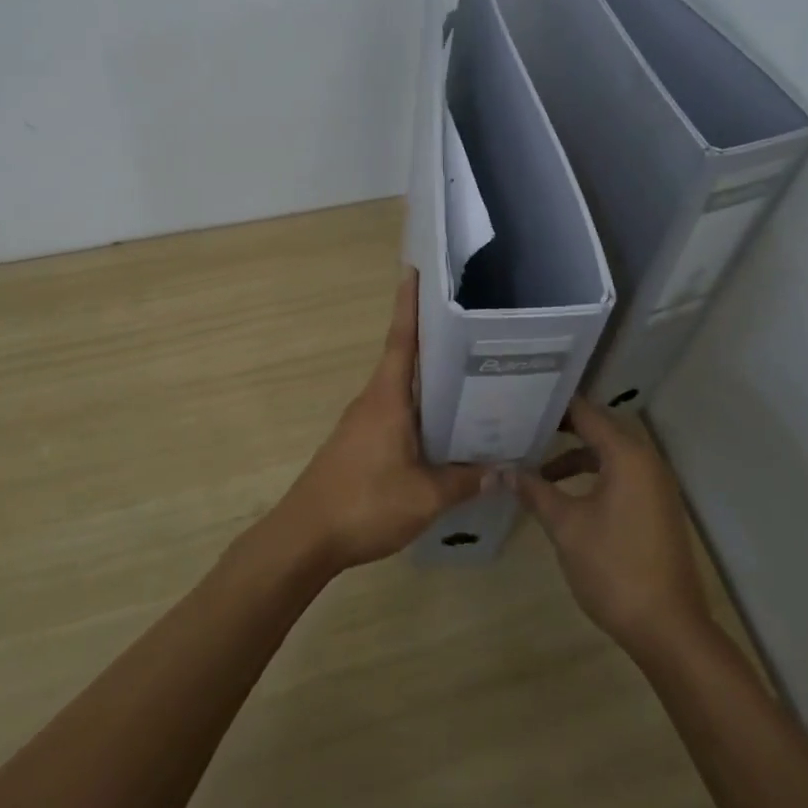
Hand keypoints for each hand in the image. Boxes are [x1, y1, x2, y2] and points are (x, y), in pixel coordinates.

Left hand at [265, 270, 487, 572]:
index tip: (416, 270)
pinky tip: (444, 426)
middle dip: (432, 337)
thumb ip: (465, 481)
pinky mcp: (360, 443)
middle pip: (405, 358)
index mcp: (387, 398)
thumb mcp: (425, 497)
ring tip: (469, 373)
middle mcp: (373, 400)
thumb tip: (503, 470)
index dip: (409, 304)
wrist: (304, 537)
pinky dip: (420, 409)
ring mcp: (363, 422)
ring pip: (402, 389)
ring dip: (429, 378)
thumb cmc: (364, 504)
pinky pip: (396, 413)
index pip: (401, 339)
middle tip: (471, 322)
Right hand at [515, 398, 712, 656]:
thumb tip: (505, 470)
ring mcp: (655, 485)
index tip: (521, 400)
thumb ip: (536, 491)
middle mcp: (646, 461)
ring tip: (537, 467)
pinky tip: (566, 495)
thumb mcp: (566, 526)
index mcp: (627, 455)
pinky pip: (620, 475)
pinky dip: (593, 476)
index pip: (586, 413)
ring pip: (609, 455)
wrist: (668, 628)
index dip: (554, 406)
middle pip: (599, 429)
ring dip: (575, 457)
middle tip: (523, 427)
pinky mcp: (656, 508)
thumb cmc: (614, 568)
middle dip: (562, 429)